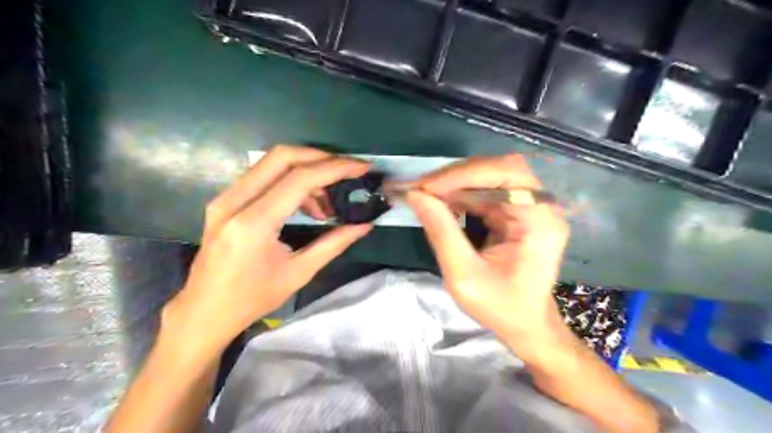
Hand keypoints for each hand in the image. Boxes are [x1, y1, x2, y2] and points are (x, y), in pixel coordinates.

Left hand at [160, 145, 371, 353]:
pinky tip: (305, 205)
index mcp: (254, 224)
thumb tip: (364, 225)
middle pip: (282, 156)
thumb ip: (334, 244)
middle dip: (321, 157)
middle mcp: (234, 202)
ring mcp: (224, 198)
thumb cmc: (253, 298)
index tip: (361, 166)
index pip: (299, 179)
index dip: (335, 168)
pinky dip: (290, 181)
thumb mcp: (299, 273)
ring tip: (326, 202)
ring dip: (306, 171)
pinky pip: (262, 176)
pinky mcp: (224, 200)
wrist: (204, 311)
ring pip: (271, 163)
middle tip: (347, 171)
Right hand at [407, 154, 569, 342]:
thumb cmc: (501, 308)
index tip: (428, 187)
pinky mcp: (517, 212)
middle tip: (422, 189)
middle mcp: (541, 206)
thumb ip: (441, 232)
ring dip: (456, 183)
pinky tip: (442, 203)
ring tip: (426, 195)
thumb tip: (415, 195)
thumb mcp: (463, 275)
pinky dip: (461, 194)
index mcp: (540, 221)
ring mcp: (530, 208)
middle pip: (499, 170)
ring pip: (490, 177)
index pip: (508, 174)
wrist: (526, 325)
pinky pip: (487, 192)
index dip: (466, 173)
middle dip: (457, 176)